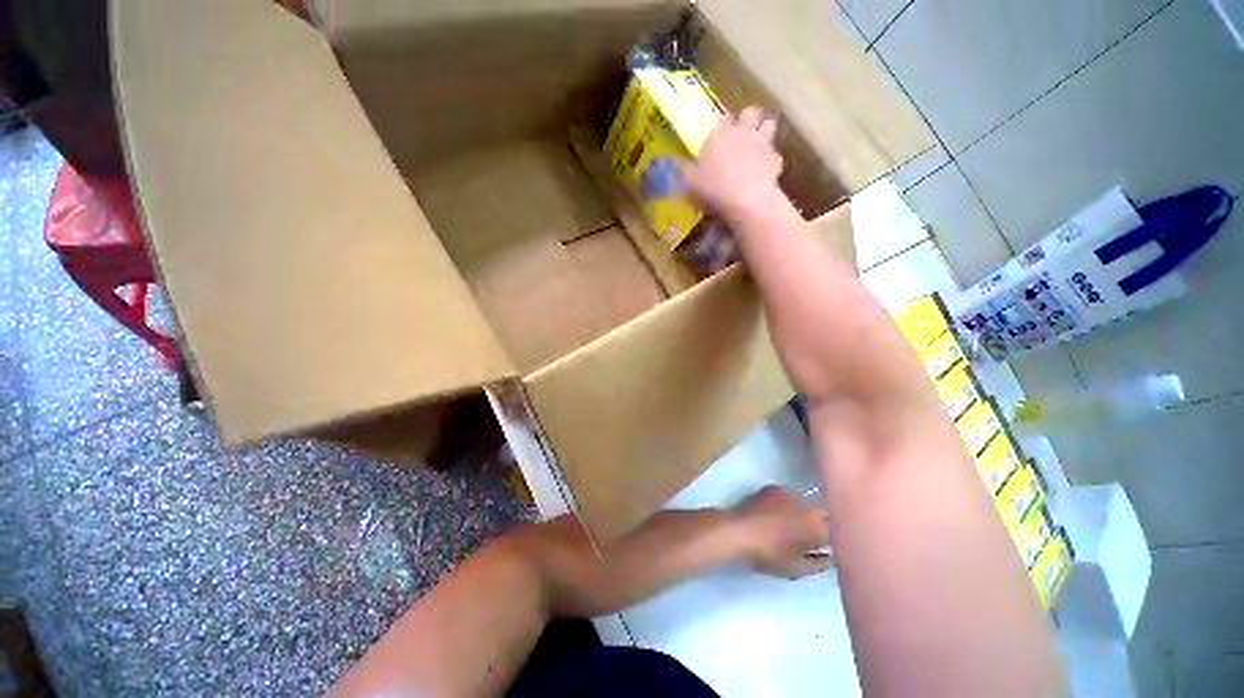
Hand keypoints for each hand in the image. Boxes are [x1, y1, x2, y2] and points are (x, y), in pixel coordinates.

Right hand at [680, 106, 784, 218]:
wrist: (747, 200)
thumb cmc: (714, 188)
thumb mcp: (690, 183)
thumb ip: (684, 170)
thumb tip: (678, 163)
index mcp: (719, 134)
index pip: (723, 118)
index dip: (723, 125)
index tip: (720, 134)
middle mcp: (742, 131)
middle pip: (751, 111)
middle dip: (748, 118)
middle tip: (743, 132)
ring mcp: (763, 143)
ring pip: (769, 124)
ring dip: (765, 130)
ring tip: (759, 143)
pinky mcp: (776, 159)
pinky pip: (775, 154)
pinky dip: (771, 160)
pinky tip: (765, 171)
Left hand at [728, 486, 832, 579]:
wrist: (738, 531)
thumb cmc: (768, 554)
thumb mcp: (797, 568)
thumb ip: (819, 564)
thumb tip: (829, 558)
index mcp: (817, 527)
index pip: (838, 531)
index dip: (835, 540)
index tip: (829, 548)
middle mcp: (807, 506)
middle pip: (823, 514)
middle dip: (821, 524)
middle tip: (812, 538)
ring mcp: (789, 494)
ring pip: (805, 504)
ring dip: (803, 514)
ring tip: (790, 526)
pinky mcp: (773, 488)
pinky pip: (788, 497)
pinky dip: (787, 505)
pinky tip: (776, 515)